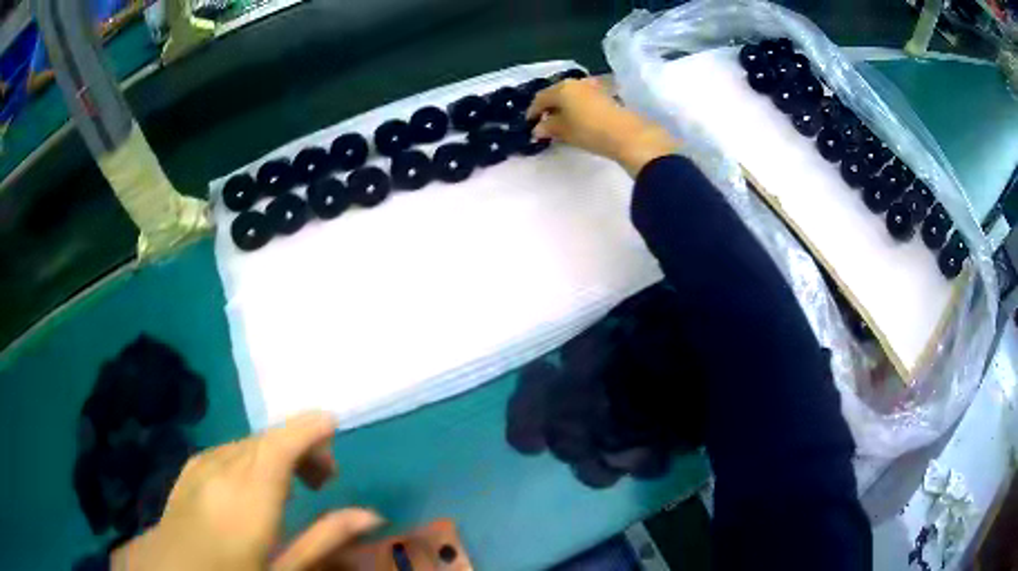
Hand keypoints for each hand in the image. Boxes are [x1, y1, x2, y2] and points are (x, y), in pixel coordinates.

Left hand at [112, 412, 382, 570]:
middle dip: (301, 445)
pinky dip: (250, 457)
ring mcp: (202, 465)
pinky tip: (252, 484)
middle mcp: (225, 468)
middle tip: (324, 479)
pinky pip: (227, 450)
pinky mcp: (189, 469)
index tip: (335, 425)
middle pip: (268, 438)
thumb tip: (371, 515)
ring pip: (247, 442)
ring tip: (291, 483)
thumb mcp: (285, 569)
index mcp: (251, 494)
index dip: (310, 427)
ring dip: (275, 452)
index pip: (282, 442)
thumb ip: (325, 538)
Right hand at [526, 78, 678, 176]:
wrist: (627, 134)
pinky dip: (577, 107)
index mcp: (561, 88)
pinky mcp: (607, 95)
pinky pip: (584, 98)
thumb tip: (538, 128)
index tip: (529, 123)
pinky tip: (578, 119)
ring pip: (572, 95)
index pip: (540, 98)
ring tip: (562, 122)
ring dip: (565, 106)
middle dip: (549, 107)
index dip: (533, 111)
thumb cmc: (589, 131)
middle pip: (556, 93)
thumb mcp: (564, 131)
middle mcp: (576, 82)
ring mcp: (593, 87)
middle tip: (545, 122)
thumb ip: (548, 128)